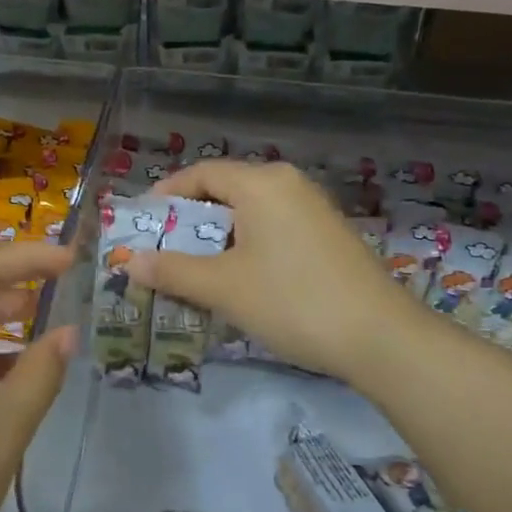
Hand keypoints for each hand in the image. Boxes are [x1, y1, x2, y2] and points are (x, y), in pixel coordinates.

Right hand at [126, 160, 410, 384]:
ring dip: (218, 237)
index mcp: (262, 184)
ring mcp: (313, 209)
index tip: (143, 223)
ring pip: (251, 213)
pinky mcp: (329, 235)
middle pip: (226, 190)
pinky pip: (274, 228)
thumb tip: (130, 261)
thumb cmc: (292, 301)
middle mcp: (289, 184)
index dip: (167, 195)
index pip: (202, 173)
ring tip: (195, 269)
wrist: (380, 337)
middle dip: (191, 221)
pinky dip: (247, 245)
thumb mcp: (223, 287)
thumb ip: (173, 270)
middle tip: (163, 251)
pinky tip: (240, 279)